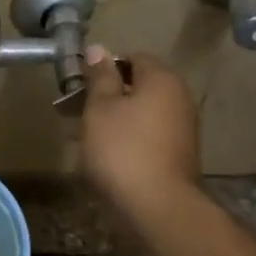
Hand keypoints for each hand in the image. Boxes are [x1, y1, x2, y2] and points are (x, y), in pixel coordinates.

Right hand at [79, 45, 200, 223]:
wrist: (156, 206)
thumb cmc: (121, 149)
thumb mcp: (100, 108)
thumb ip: (100, 77)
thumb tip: (98, 49)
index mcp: (162, 80)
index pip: (133, 57)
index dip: (104, 67)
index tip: (80, 84)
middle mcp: (179, 98)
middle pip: (138, 87)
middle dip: (105, 96)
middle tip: (74, 111)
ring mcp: (181, 129)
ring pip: (139, 114)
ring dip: (112, 120)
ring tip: (80, 137)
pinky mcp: (176, 155)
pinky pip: (146, 136)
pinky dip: (125, 139)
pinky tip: (102, 156)